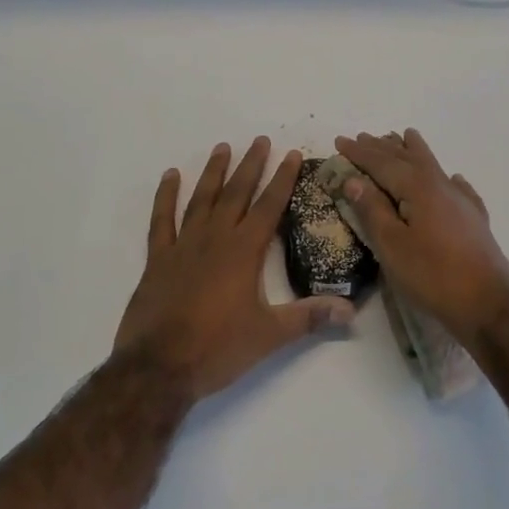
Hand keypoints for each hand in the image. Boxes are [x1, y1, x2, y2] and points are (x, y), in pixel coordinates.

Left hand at [115, 138, 354, 401]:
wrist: (158, 368)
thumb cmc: (217, 349)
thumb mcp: (269, 335)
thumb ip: (309, 317)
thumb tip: (350, 310)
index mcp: (243, 252)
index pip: (268, 207)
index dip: (282, 179)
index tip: (291, 153)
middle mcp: (215, 239)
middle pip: (236, 194)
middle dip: (251, 166)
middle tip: (260, 140)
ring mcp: (183, 246)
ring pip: (202, 199)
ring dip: (214, 173)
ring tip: (223, 147)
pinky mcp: (158, 259)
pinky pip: (162, 220)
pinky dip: (165, 196)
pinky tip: (170, 176)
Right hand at [332, 130, 508, 344]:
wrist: (489, 304)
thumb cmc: (433, 275)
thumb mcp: (391, 245)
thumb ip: (372, 210)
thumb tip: (354, 179)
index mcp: (417, 186)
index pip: (381, 162)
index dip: (359, 152)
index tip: (339, 141)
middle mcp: (440, 184)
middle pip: (407, 158)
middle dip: (382, 147)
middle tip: (363, 136)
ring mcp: (461, 200)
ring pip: (432, 166)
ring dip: (413, 152)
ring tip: (404, 137)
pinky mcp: (474, 219)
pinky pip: (457, 187)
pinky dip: (446, 178)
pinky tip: (452, 178)